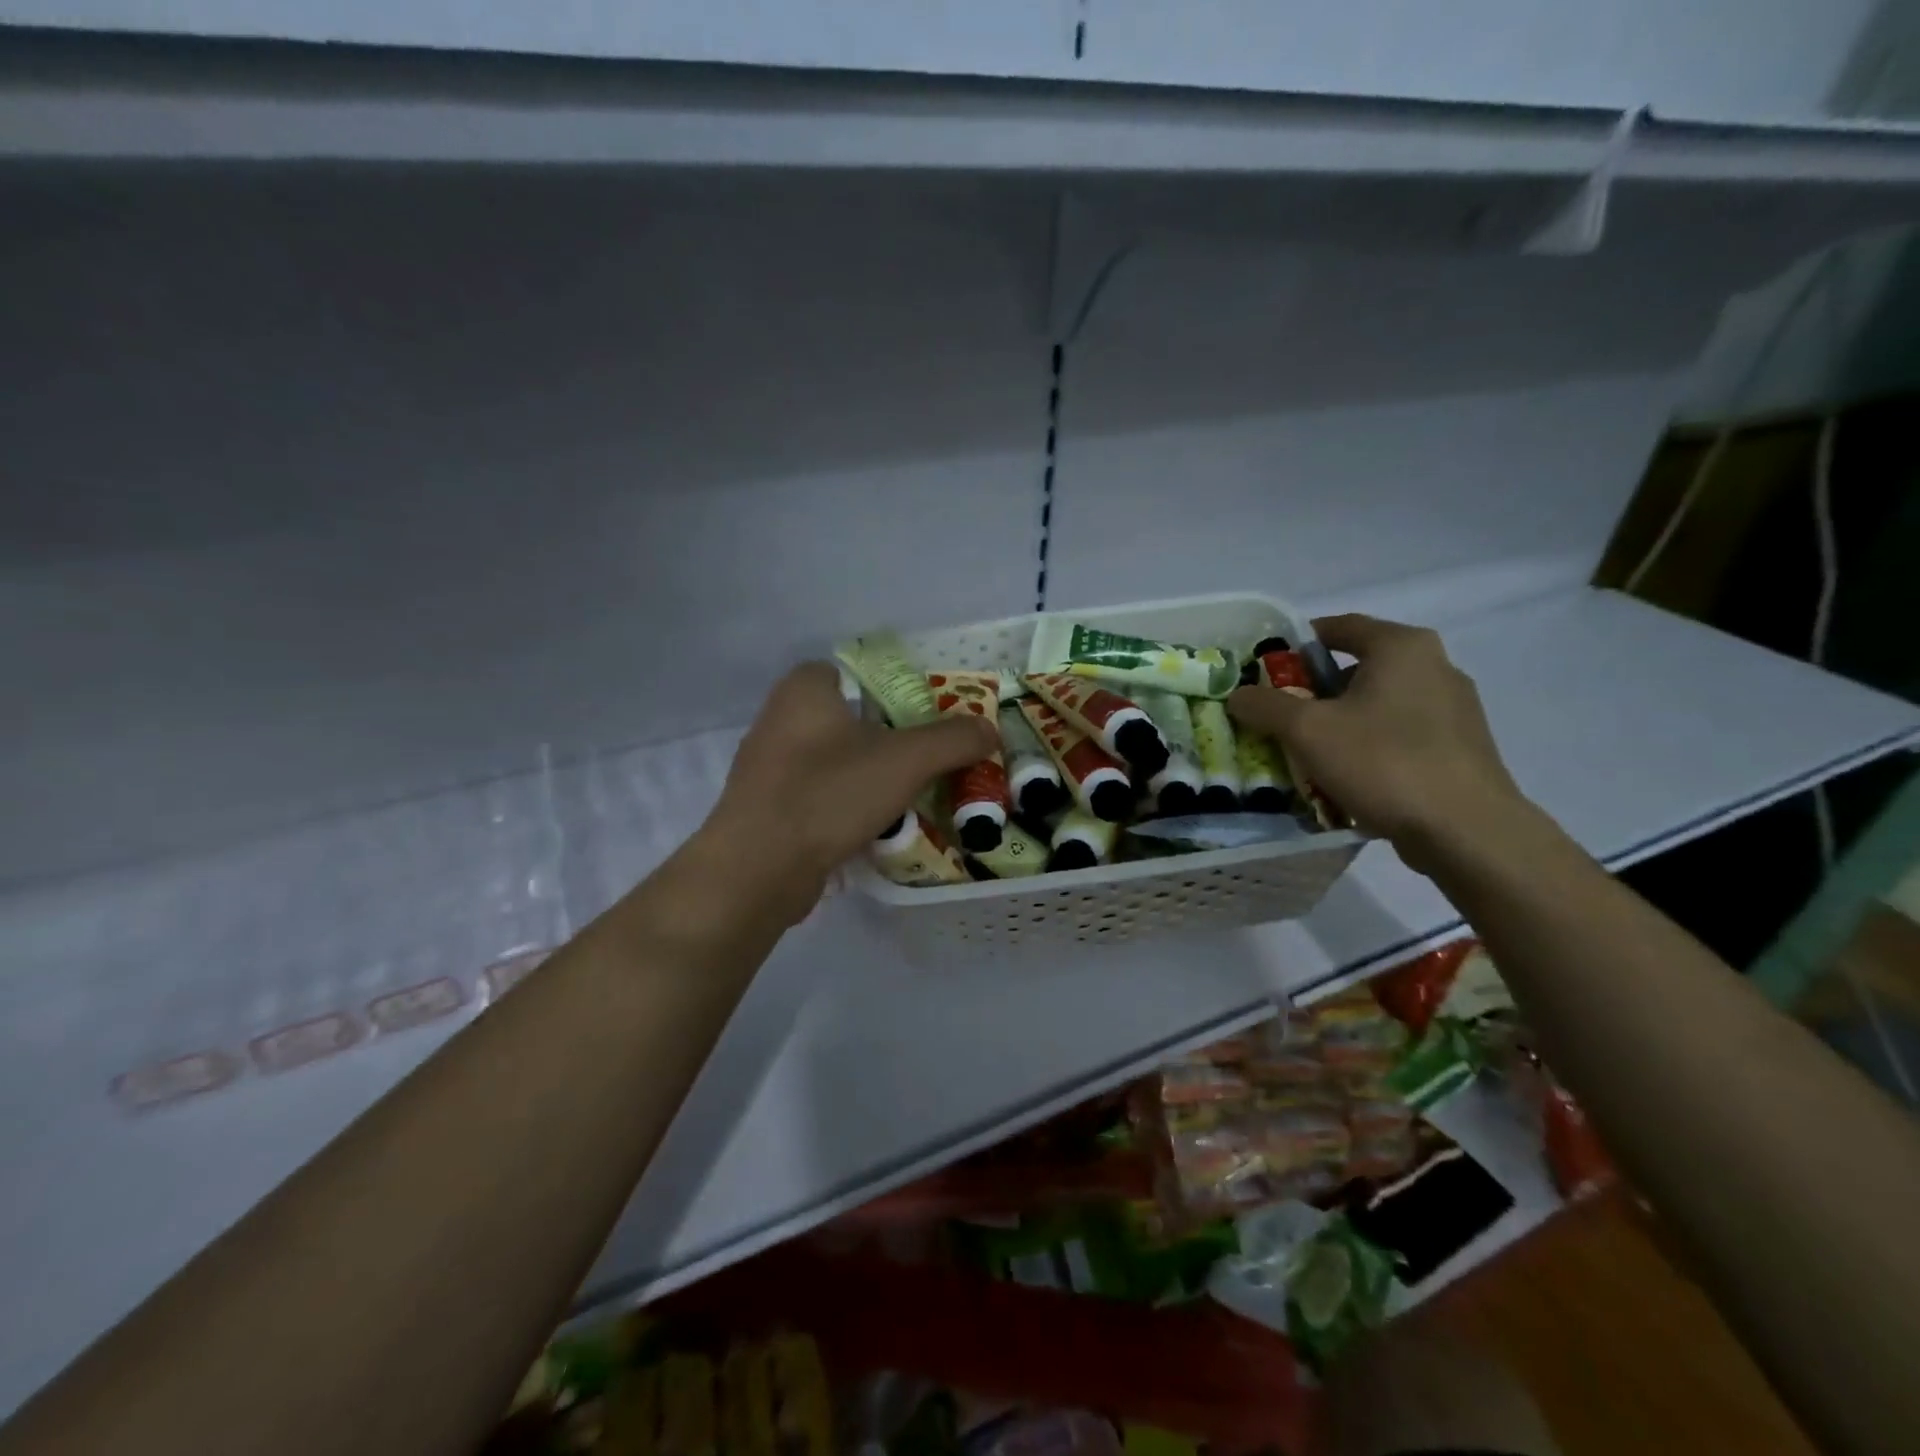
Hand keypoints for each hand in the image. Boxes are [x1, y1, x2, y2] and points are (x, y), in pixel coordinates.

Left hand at [697, 662, 997, 921]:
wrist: (758, 869)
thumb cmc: (829, 794)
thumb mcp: (905, 761)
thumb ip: (952, 741)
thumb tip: (990, 730)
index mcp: (803, 690)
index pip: (851, 673)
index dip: (889, 691)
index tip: (922, 719)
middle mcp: (778, 719)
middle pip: (848, 720)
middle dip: (887, 740)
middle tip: (926, 760)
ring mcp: (768, 767)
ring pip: (834, 761)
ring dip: (868, 777)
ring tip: (909, 797)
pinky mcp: (766, 809)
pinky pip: (818, 795)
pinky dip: (845, 806)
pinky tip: (873, 828)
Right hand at [1228, 615, 1531, 871]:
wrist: (1467, 831)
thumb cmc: (1383, 763)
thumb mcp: (1307, 731)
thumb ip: (1265, 706)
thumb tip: (1238, 695)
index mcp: (1402, 647)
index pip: (1340, 627)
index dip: (1296, 643)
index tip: (1266, 669)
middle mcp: (1435, 666)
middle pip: (1358, 668)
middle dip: (1314, 691)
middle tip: (1279, 716)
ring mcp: (1454, 709)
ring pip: (1378, 704)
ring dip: (1340, 722)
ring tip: (1308, 753)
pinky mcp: (1461, 747)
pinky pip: (1400, 734)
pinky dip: (1369, 746)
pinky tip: (1349, 777)